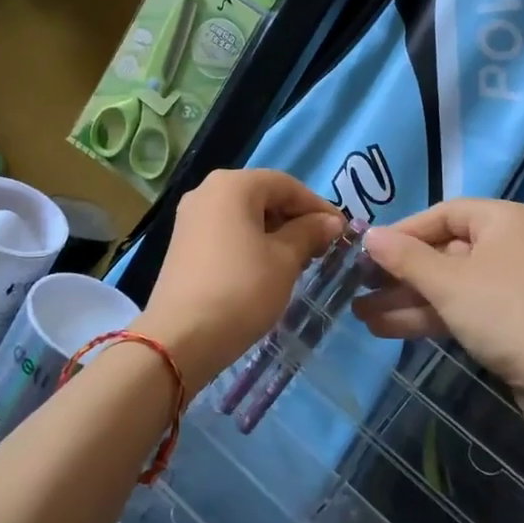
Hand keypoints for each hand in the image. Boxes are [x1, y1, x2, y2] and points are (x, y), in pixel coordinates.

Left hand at [137, 169, 344, 387]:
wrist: (181, 338)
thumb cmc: (241, 289)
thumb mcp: (285, 260)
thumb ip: (309, 233)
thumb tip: (330, 221)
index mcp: (232, 185)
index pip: (286, 184)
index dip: (318, 206)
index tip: (342, 231)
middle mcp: (207, 191)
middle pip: (263, 196)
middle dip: (296, 219)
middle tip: (322, 248)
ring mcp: (191, 218)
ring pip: (245, 215)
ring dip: (275, 233)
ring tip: (300, 261)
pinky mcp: (183, 244)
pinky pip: (227, 232)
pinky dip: (252, 243)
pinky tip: (268, 269)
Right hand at [355, 200, 523, 401]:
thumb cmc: (504, 313)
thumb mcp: (448, 282)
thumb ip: (405, 258)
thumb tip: (369, 235)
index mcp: (500, 220)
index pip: (440, 215)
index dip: (401, 232)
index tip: (367, 252)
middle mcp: (505, 244)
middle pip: (440, 251)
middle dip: (398, 273)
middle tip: (357, 285)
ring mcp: (505, 284)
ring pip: (445, 284)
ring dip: (405, 299)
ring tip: (360, 313)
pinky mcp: (503, 318)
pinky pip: (457, 307)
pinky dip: (425, 315)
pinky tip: (384, 328)